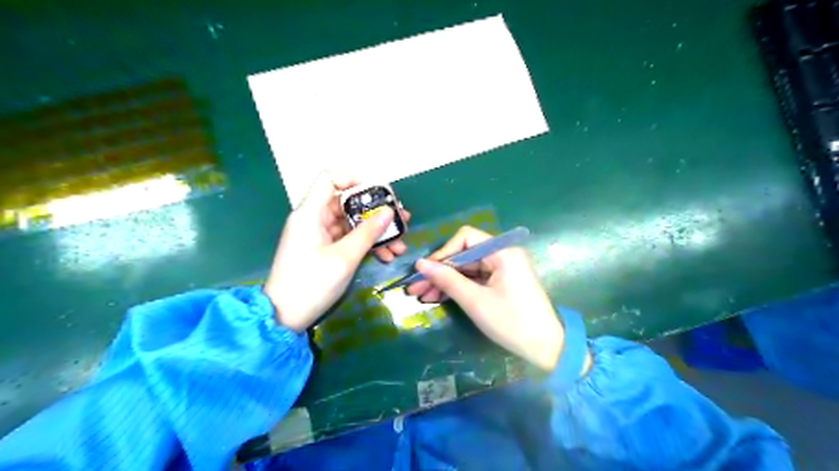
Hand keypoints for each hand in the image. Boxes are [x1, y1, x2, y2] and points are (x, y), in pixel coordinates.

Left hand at [267, 174, 412, 331]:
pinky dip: (365, 245)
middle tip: (401, 220)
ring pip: (351, 224)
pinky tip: (386, 256)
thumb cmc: (312, 283)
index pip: (330, 179)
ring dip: (375, 233)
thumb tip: (389, 211)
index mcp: (311, 213)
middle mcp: (314, 219)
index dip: (354, 179)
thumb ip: (368, 232)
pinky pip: (348, 240)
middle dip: (376, 213)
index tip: (378, 192)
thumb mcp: (345, 257)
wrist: (285, 317)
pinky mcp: (323, 250)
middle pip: (347, 204)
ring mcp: (319, 236)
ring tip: (400, 244)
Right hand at [407, 227, 562, 369]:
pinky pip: (475, 279)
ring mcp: (502, 268)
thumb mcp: (475, 301)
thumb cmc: (511, 322)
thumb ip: (447, 279)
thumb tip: (420, 264)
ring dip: (445, 281)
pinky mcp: (501, 282)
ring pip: (466, 268)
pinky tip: (438, 298)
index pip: (465, 238)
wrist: (547, 348)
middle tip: (415, 288)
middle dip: (439, 271)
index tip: (425, 272)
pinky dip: (458, 287)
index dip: (443, 253)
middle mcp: (503, 254)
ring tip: (421, 297)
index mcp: (502, 251)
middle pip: (464, 254)